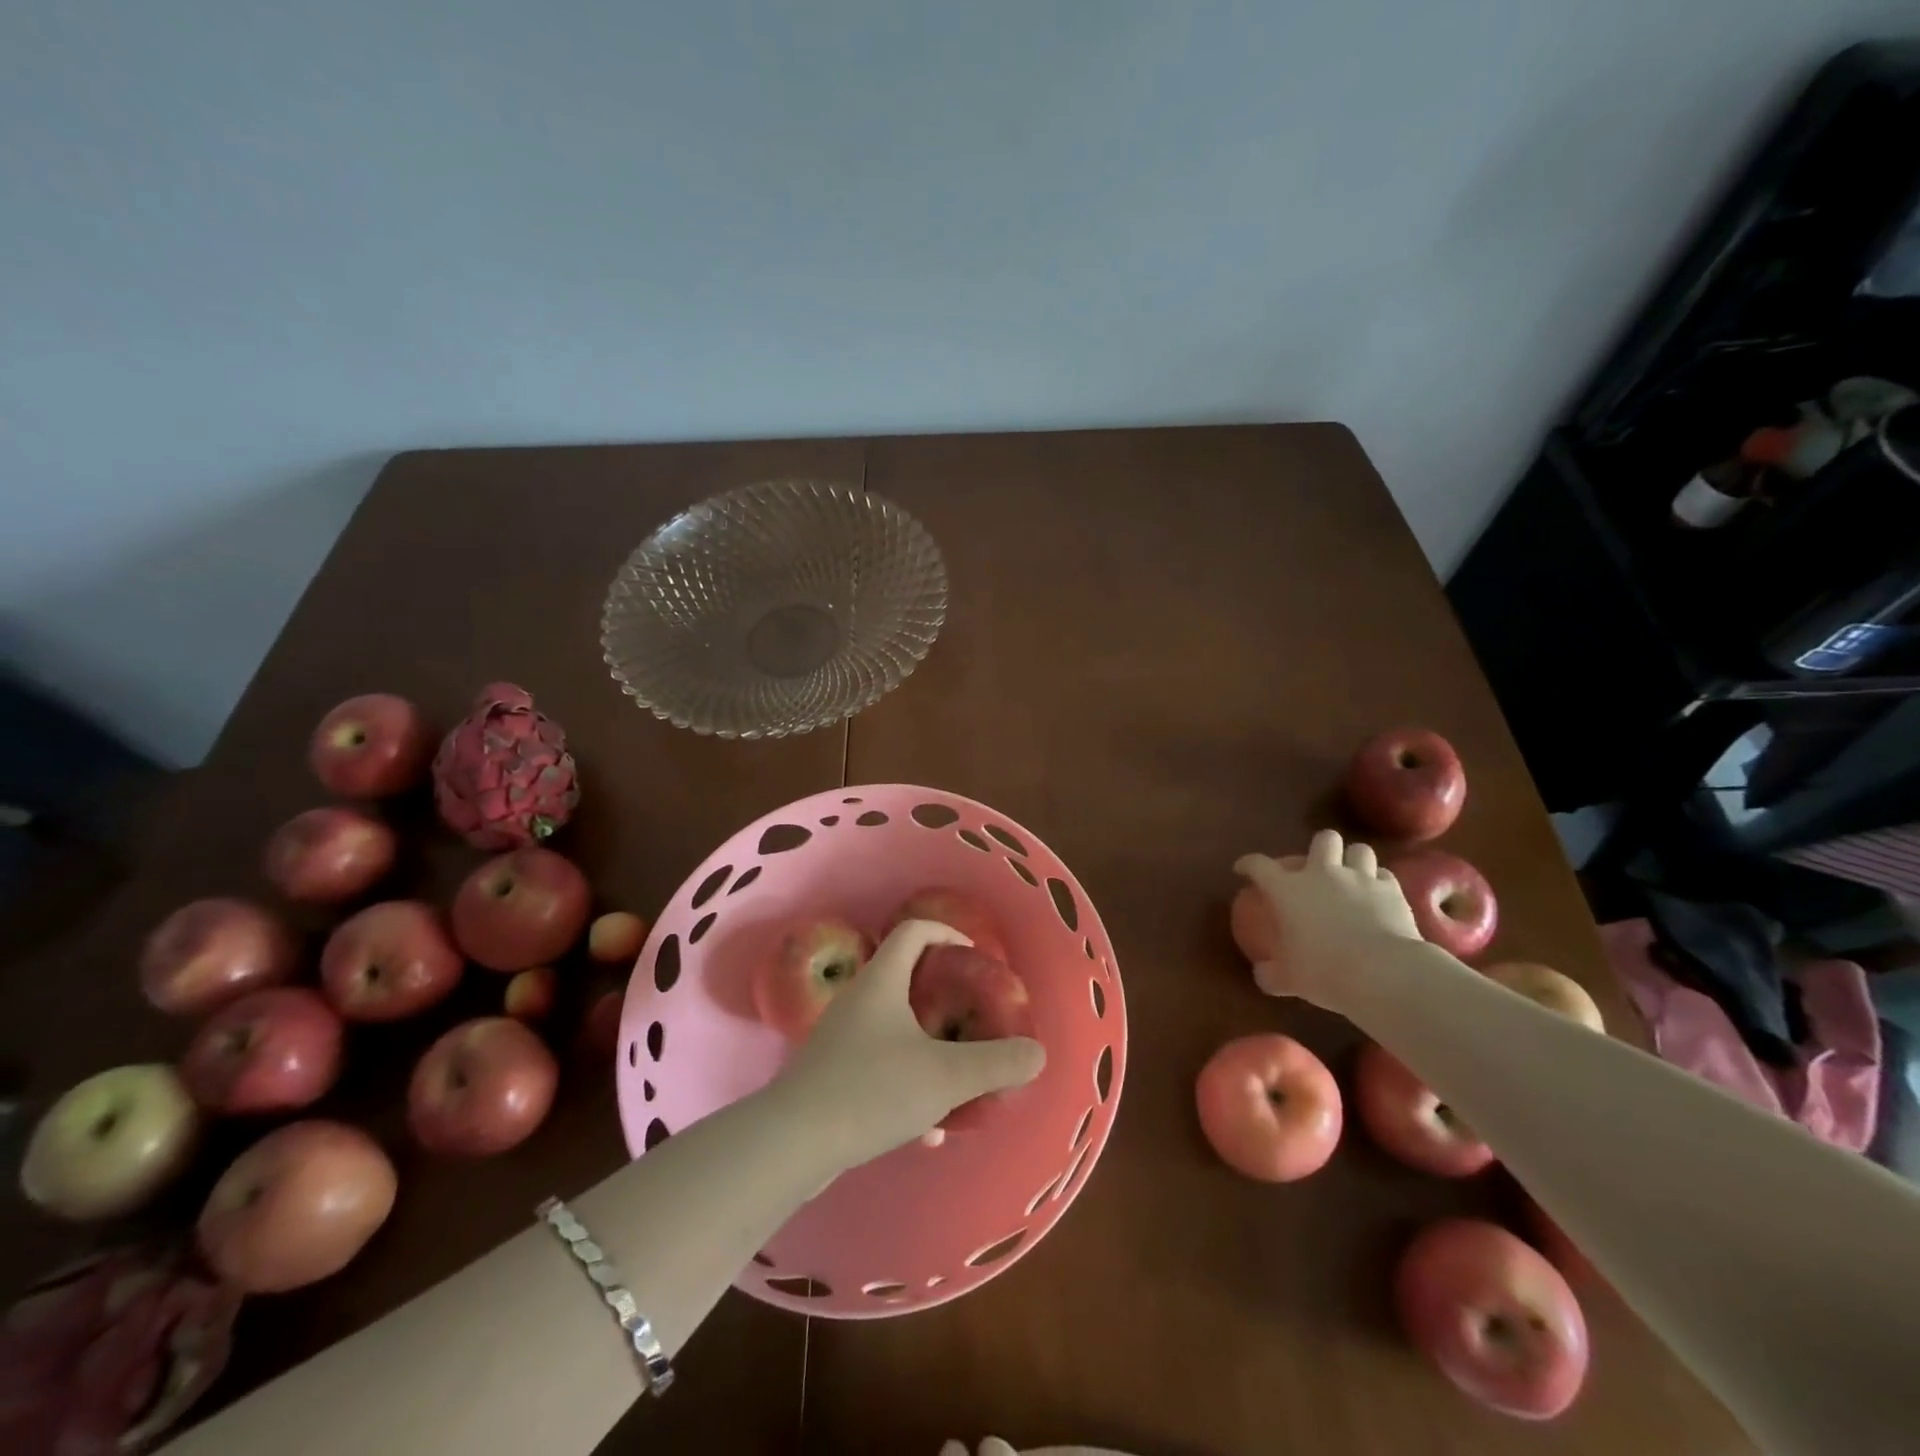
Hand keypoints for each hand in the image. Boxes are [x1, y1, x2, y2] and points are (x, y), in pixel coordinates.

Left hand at [777, 920, 1044, 1169]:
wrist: (794, 1143)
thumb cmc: (872, 1090)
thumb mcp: (946, 1076)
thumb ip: (996, 1063)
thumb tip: (1037, 1054)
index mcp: (881, 982)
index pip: (914, 932)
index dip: (947, 933)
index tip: (974, 957)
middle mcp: (858, 1001)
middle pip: (905, 979)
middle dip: (944, 997)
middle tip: (972, 1017)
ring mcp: (840, 1039)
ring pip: (894, 1030)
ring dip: (928, 1047)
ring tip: (957, 1077)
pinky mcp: (830, 1077)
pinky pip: (879, 1069)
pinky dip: (906, 1086)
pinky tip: (927, 1131)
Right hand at [1235, 829, 1420, 1008]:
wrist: (1382, 974)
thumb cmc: (1324, 972)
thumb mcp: (1288, 979)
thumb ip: (1271, 974)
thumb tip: (1262, 974)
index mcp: (1287, 889)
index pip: (1259, 865)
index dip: (1248, 864)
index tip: (1243, 870)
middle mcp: (1322, 873)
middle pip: (1322, 839)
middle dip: (1320, 847)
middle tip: (1317, 867)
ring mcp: (1360, 879)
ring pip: (1359, 850)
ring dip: (1353, 860)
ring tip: (1352, 877)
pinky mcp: (1391, 891)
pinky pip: (1384, 875)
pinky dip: (1379, 882)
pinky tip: (1377, 897)